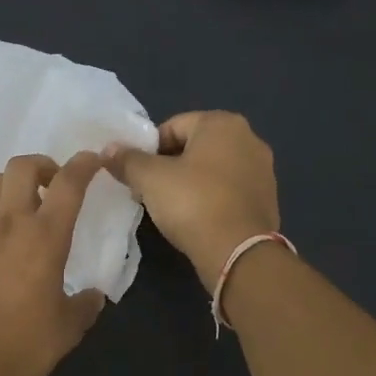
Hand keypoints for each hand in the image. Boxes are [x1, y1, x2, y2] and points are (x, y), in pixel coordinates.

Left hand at [0, 150, 108, 375]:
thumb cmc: (26, 345)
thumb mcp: (69, 327)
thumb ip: (85, 305)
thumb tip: (92, 296)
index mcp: (47, 237)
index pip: (70, 183)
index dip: (84, 164)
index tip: (92, 160)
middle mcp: (11, 223)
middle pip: (23, 167)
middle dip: (42, 166)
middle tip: (51, 186)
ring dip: (11, 186)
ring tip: (18, 207)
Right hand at [105, 111, 279, 293]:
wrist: (238, 252)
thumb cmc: (193, 203)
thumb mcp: (150, 179)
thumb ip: (127, 160)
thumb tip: (109, 149)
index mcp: (222, 123)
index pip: (173, 126)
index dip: (149, 149)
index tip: (137, 174)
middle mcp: (249, 138)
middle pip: (195, 146)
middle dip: (170, 165)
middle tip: (150, 191)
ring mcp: (263, 169)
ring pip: (213, 169)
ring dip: (191, 182)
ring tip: (171, 208)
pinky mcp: (267, 198)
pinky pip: (229, 190)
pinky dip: (211, 198)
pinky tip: (197, 219)